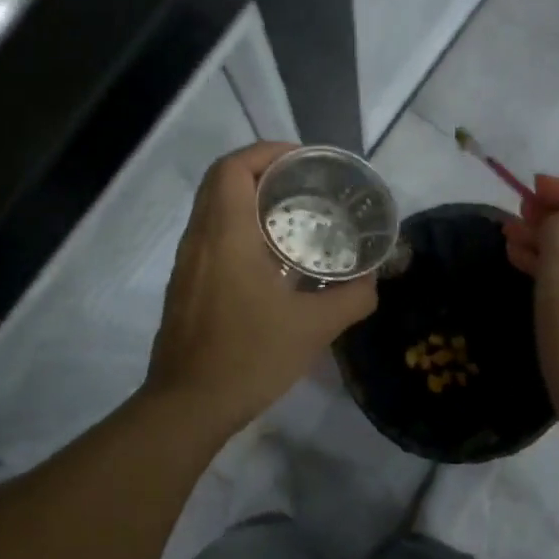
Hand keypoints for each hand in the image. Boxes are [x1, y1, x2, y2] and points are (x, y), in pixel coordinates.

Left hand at [145, 142, 377, 433]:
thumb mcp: (313, 328)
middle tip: (305, 187)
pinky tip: (271, 263)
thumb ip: (351, 299)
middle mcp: (199, 240)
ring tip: (294, 220)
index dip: (267, 152)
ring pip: (213, 211)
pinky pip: (210, 240)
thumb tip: (373, 282)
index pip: (234, 168)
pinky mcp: (185, 288)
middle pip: (222, 183)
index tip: (303, 161)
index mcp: (225, 235)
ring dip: (249, 204)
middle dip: (263, 174)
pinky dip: (239, 233)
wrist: (188, 405)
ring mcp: (186, 265)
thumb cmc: (249, 356)